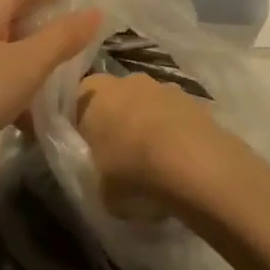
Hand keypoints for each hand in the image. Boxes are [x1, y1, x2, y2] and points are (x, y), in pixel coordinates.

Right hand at [74, 71, 244, 216]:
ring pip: (146, 101)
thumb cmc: (134, 173)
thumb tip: (103, 172)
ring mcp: (161, 85)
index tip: (84, 146)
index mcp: (95, 95)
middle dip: (116, 118)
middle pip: (115, 96)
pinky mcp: (190, 97)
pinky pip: (172, 112)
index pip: (77, 98)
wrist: (192, 162)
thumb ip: (95, 172)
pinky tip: (176, 158)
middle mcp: (126, 80)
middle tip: (117, 153)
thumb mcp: (99, 188)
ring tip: (151, 159)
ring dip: (146, 121)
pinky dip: (172, 129)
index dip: (80, 122)